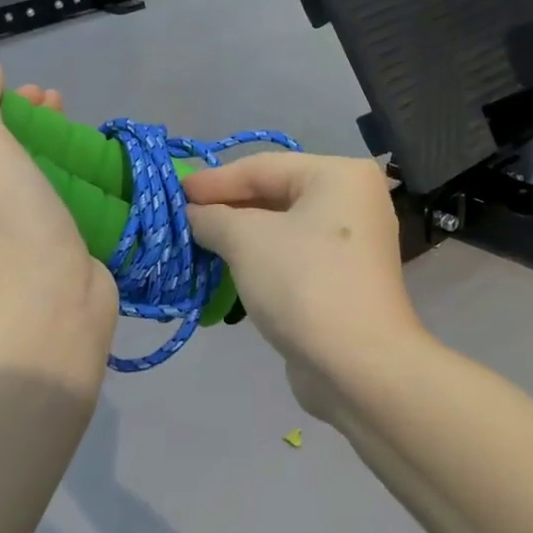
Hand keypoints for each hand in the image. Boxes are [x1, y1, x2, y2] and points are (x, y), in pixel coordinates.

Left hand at [0, 60, 117, 338]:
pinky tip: (86, 155)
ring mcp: (5, 242)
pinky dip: (65, 174)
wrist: (54, 308)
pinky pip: (51, 200)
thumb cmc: (7, 227)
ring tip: (67, 114)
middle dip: (13, 118)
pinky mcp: (45, 252)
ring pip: (20, 176)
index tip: (1, 88)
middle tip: (44, 98)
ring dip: (41, 141)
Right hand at [183, 153, 423, 382]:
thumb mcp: (245, 239)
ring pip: (281, 230)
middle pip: (274, 195)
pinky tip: (227, 270)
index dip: (213, 180)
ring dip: (239, 237)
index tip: (176, 192)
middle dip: (226, 209)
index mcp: (339, 176)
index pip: (262, 167)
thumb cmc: (302, 283)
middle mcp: (353, 202)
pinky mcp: (343, 282)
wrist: (357, 365)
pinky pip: (292, 258)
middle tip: (183, 218)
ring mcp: (351, 245)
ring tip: (197, 243)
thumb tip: (193, 214)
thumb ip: (212, 217)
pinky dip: (259, 261)